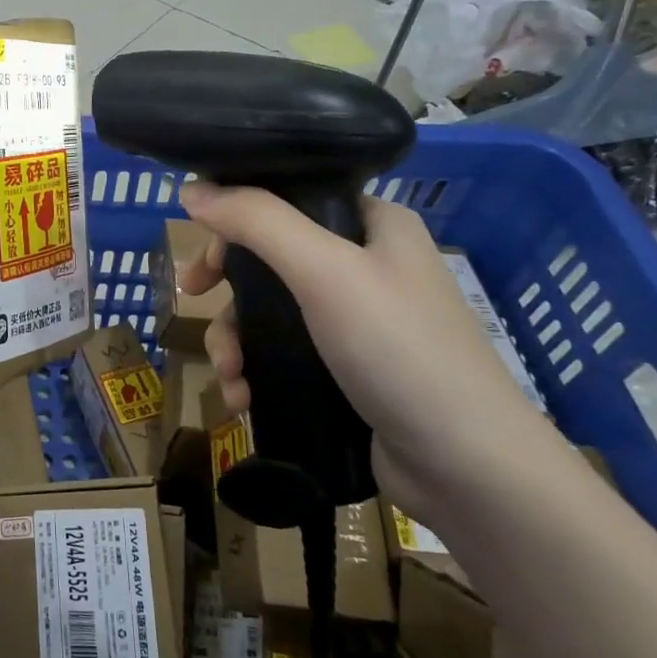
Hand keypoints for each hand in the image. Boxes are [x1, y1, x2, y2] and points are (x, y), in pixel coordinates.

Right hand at [176, 181, 542, 514]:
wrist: (466, 468)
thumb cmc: (399, 350)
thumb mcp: (324, 271)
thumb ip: (256, 222)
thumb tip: (190, 190)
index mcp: (374, 226)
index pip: (290, 199)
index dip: (237, 218)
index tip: (205, 247)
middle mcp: (367, 267)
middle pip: (271, 259)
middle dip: (228, 291)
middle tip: (194, 301)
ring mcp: (358, 324)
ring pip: (270, 314)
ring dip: (235, 342)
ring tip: (230, 376)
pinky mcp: (347, 372)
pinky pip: (283, 357)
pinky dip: (255, 373)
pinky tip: (243, 400)